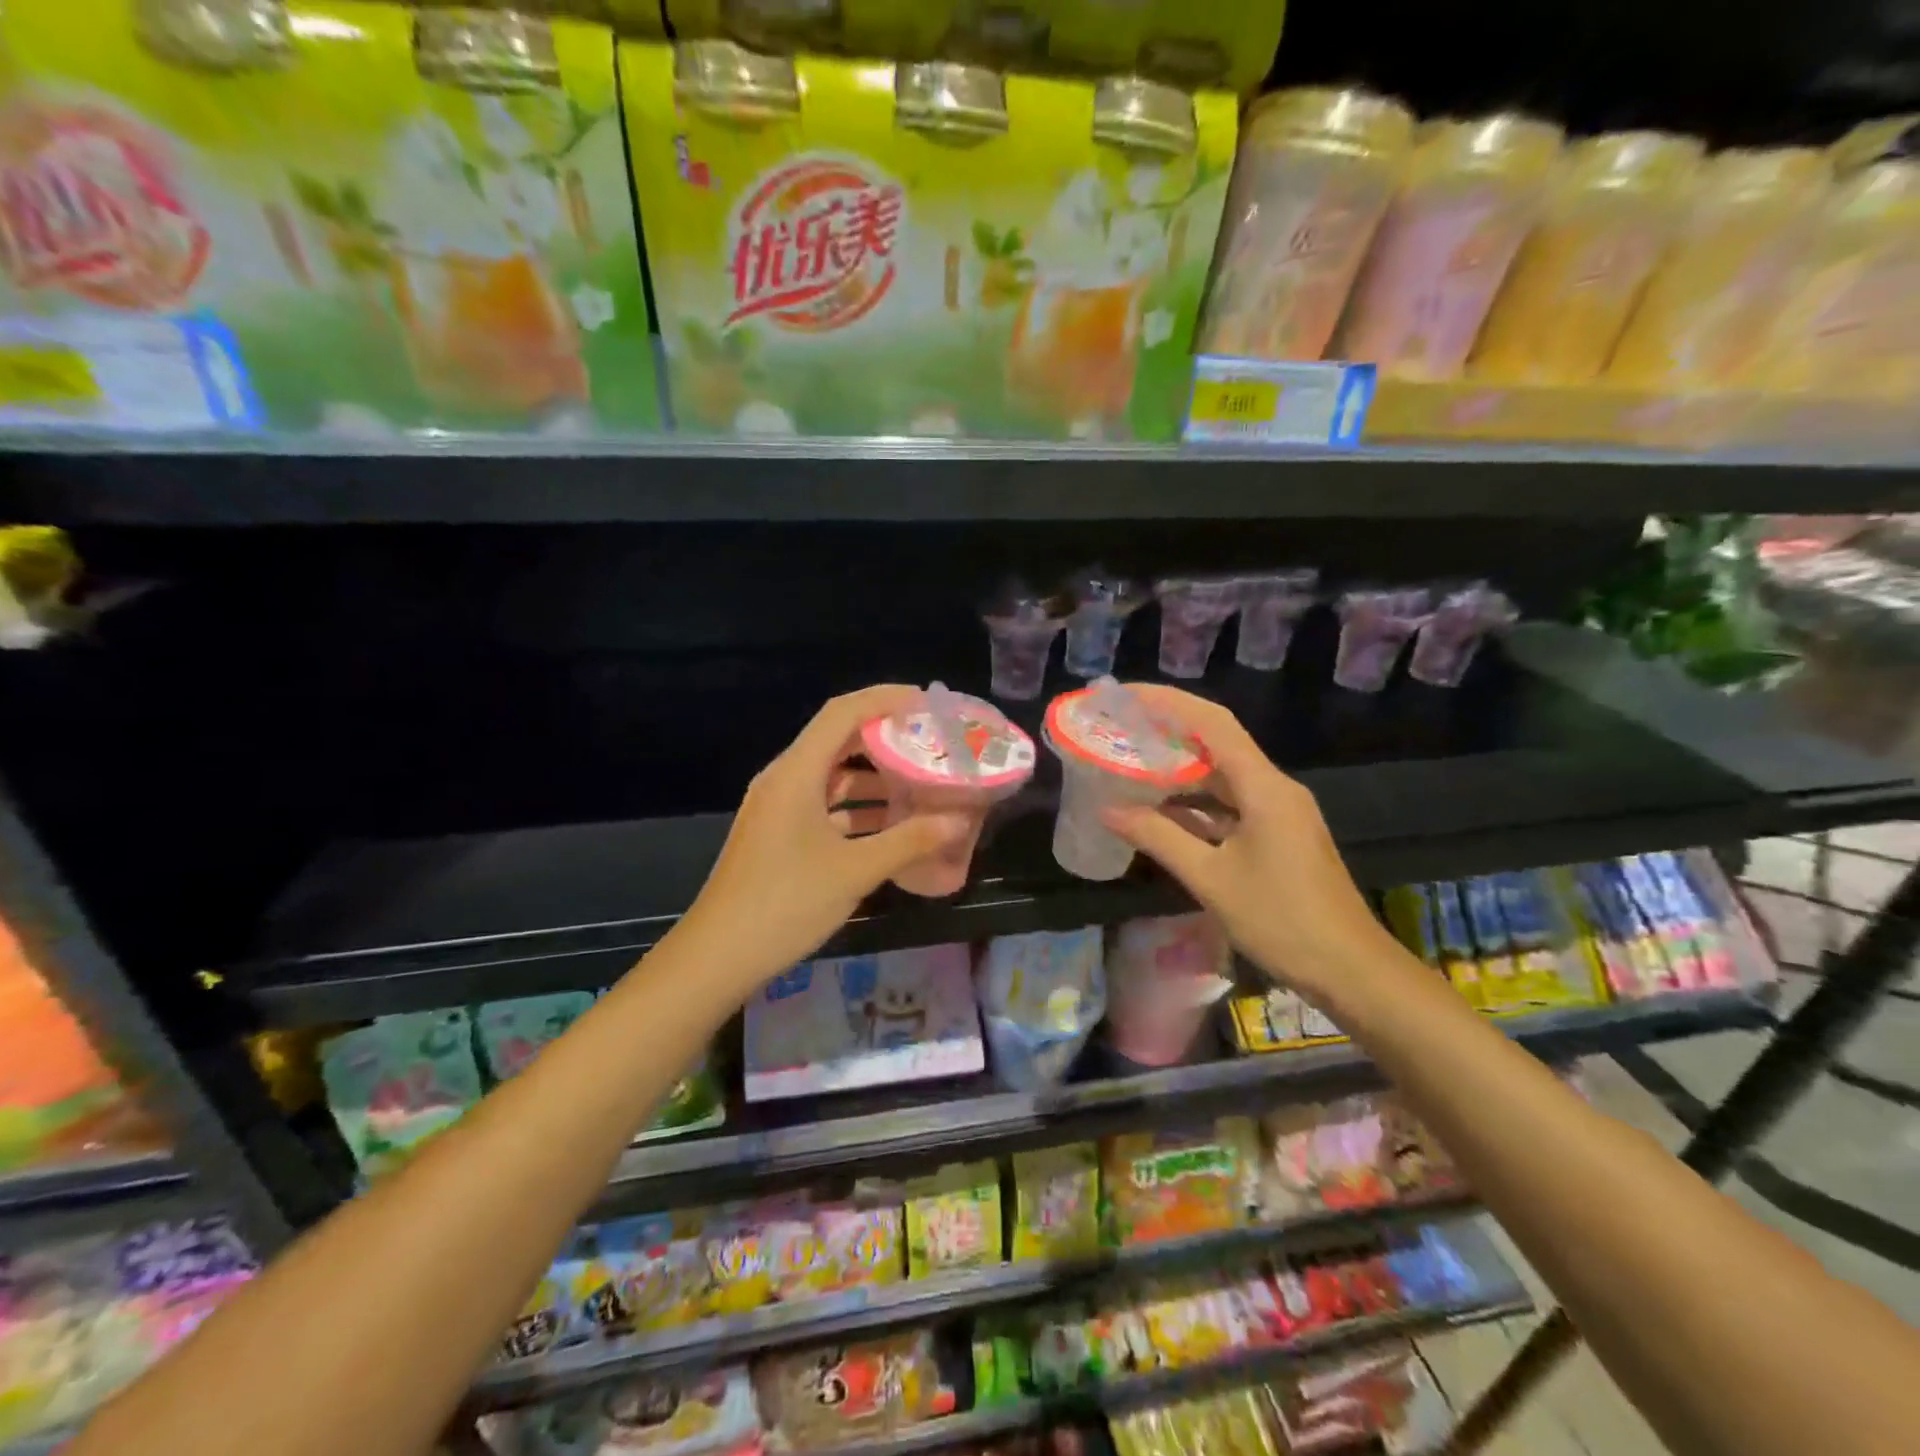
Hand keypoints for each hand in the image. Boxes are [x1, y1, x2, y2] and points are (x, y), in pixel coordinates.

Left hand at [675, 685, 970, 989]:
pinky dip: (856, 807)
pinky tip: (890, 825)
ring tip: (920, 783)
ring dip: (873, 777)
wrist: (717, 955)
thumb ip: (909, 841)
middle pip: (837, 740)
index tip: (925, 702)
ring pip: (832, 775)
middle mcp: (784, 779)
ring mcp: (778, 807)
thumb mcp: (855, 871)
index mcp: (796, 773)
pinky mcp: (778, 833)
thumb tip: (958, 820)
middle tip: (929, 743)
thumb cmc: (786, 903)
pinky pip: (823, 805)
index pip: (842, 713)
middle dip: (884, 738)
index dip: (884, 699)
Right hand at [1100, 684, 1404, 998]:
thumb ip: (1158, 838)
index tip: (1126, 696)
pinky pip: (1230, 805)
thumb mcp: (1211, 879)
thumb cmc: (1281, 920)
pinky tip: (1161, 811)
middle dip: (1168, 732)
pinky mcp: (1278, 835)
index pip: (1212, 723)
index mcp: (1264, 787)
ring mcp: (1279, 812)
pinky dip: (1195, 803)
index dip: (1167, 702)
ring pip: (1222, 776)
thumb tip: (1107, 810)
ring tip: (1130, 764)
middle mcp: (1274, 788)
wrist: (1351, 970)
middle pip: (1217, 743)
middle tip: (1120, 729)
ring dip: (1179, 769)